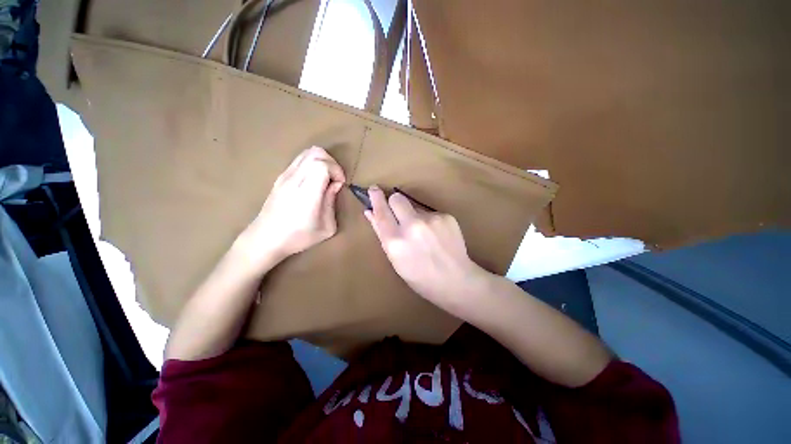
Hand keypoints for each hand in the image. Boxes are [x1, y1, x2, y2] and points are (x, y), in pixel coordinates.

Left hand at [238, 146, 345, 267]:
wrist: (265, 239)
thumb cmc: (298, 237)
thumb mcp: (326, 228)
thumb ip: (332, 203)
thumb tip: (335, 185)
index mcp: (306, 193)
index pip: (322, 164)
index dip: (336, 170)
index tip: (340, 184)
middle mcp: (294, 179)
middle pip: (316, 153)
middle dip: (332, 163)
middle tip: (335, 179)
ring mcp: (285, 176)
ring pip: (307, 152)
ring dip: (322, 161)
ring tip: (326, 178)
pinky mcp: (280, 176)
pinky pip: (299, 159)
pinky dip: (312, 163)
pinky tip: (314, 179)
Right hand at [364, 186, 489, 314]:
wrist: (456, 281)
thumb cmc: (420, 277)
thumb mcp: (395, 260)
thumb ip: (382, 234)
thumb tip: (370, 212)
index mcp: (395, 241)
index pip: (381, 212)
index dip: (375, 199)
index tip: (374, 189)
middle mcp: (412, 226)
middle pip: (397, 198)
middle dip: (394, 202)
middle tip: (399, 213)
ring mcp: (431, 219)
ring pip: (415, 206)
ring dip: (414, 215)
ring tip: (423, 234)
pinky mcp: (446, 216)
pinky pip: (430, 212)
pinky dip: (429, 221)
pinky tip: (436, 235)